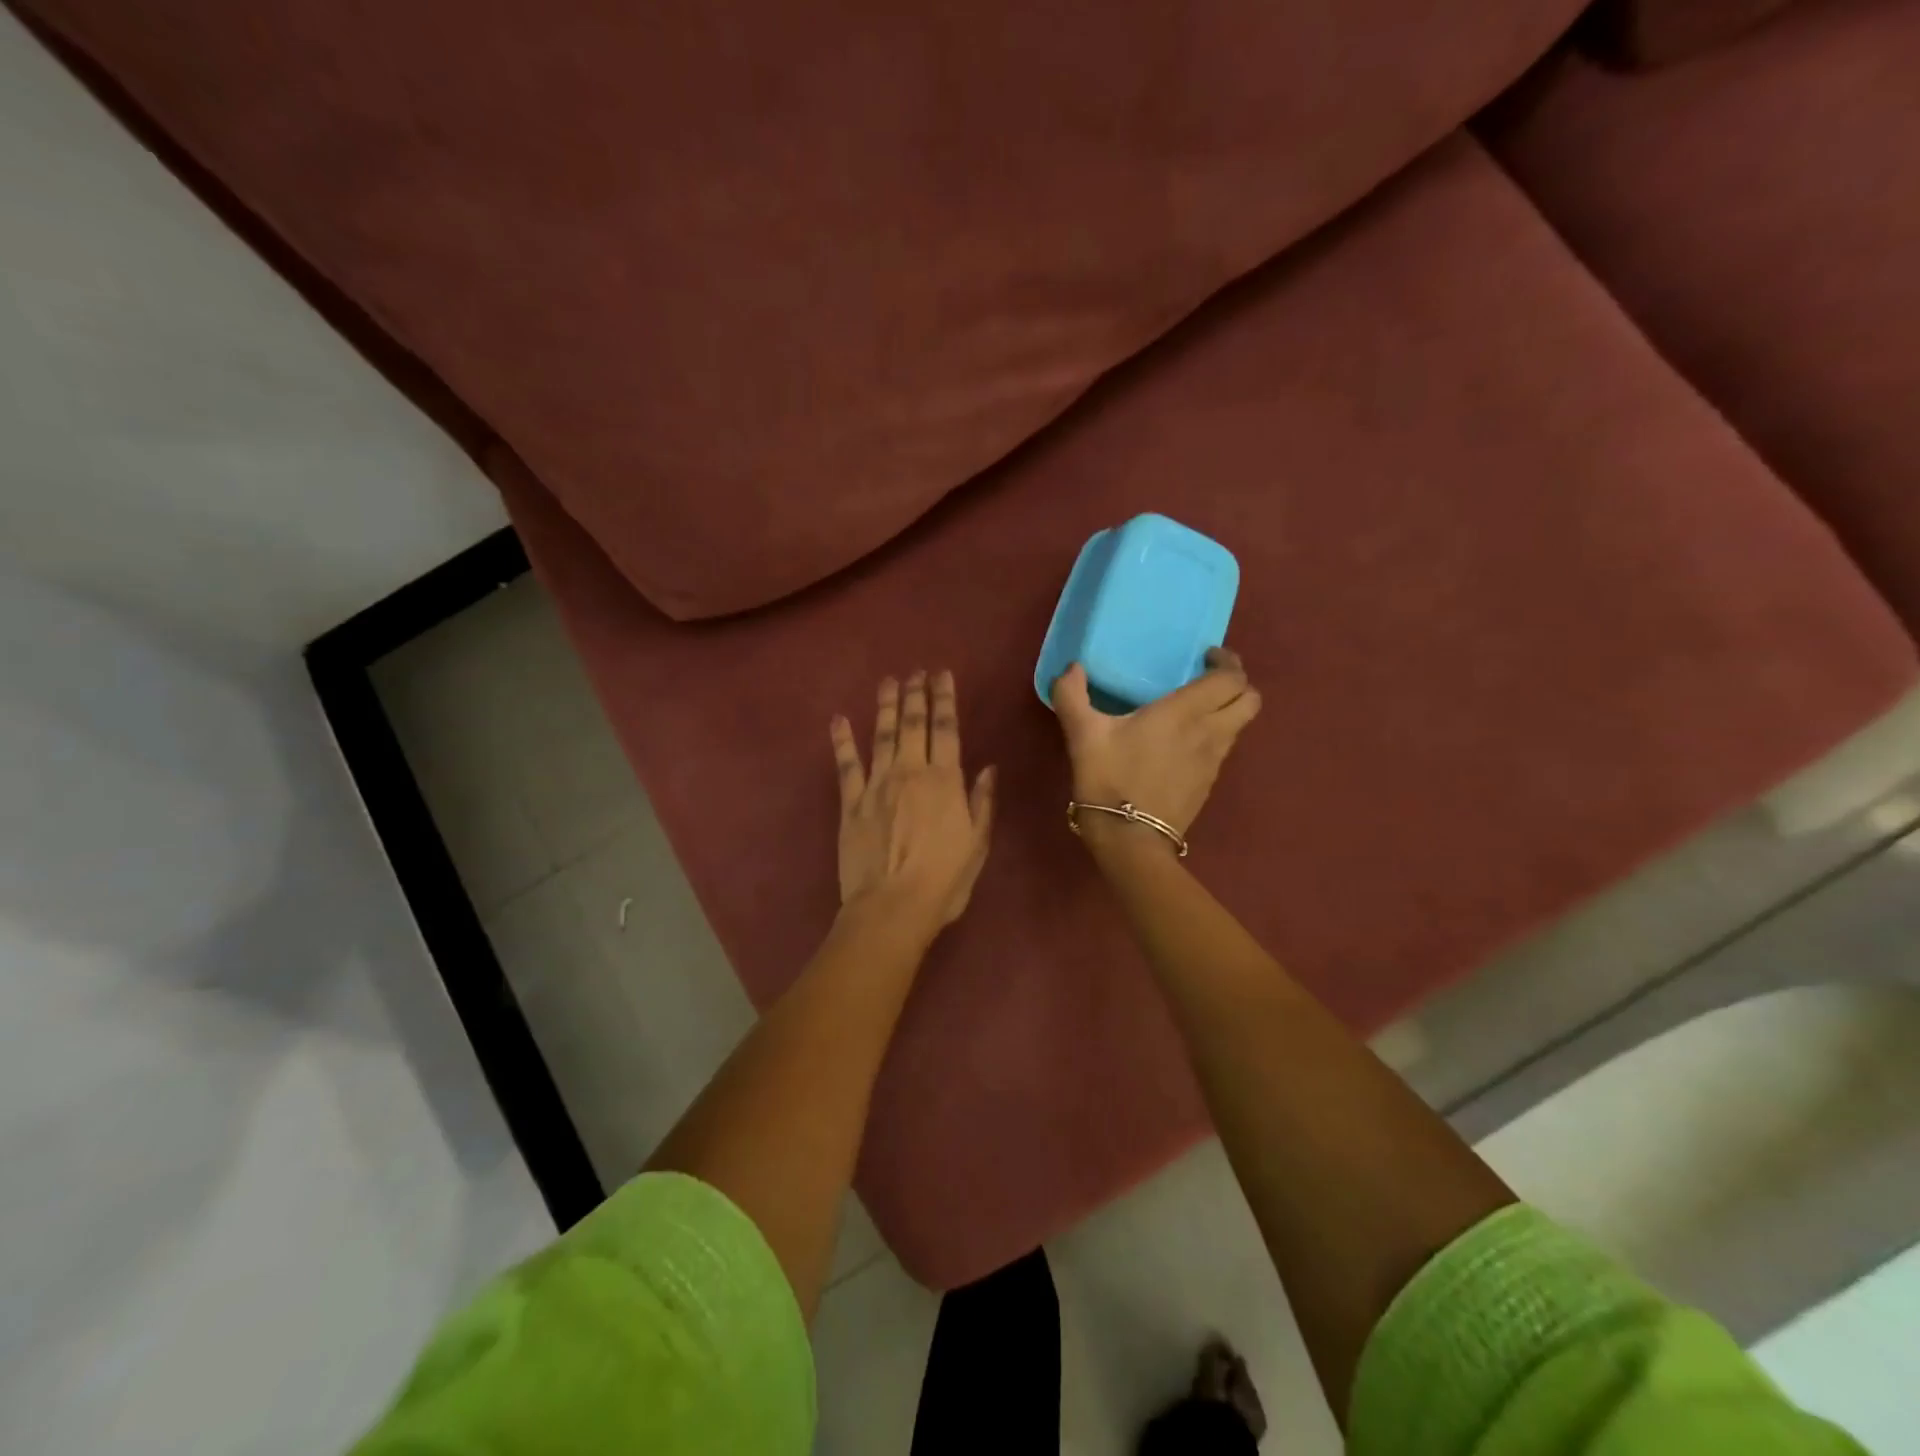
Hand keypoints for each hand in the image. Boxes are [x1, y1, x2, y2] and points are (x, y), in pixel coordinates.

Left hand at [832, 670, 995, 929]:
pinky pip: (846, 765)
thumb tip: (988, 768)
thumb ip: (982, 802)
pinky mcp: (850, 803)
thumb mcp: (977, 844)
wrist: (892, 907)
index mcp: (944, 781)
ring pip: (881, 735)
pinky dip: (842, 740)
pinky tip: (838, 720)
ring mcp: (876, 785)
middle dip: (915, 694)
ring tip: (887, 682)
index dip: (944, 699)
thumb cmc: (944, 880)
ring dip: (884, 706)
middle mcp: (910, 772)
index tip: (941, 675)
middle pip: (912, 724)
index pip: (946, 729)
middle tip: (916, 672)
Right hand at [1050, 648, 1260, 850]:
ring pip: (1240, 725)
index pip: (1231, 678)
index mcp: (1185, 712)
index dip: (1227, 661)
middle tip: (1209, 679)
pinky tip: (1185, 742)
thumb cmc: (1109, 778)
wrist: (1129, 838)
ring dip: (1228, 710)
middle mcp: (1209, 732)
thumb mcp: (1082, 734)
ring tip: (1197, 709)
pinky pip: (1224, 749)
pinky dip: (1216, 735)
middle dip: (1238, 684)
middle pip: (1250, 700)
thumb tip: (1072, 668)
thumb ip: (1072, 696)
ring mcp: (1213, 761)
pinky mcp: (1209, 784)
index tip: (1206, 656)